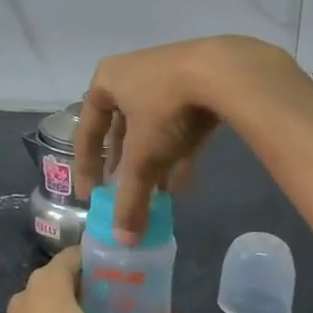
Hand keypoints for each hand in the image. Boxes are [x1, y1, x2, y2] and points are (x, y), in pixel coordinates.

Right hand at [75, 36, 301, 242]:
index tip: (89, 197)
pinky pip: (178, 123)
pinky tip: (182, 182)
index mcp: (106, 81)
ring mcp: (166, 75)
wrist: (226, 73)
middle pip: (120, 129)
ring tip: (155, 196)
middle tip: (123, 194)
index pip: (87, 131)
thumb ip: (131, 198)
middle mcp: (131, 74)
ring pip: (151, 127)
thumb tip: (124, 239)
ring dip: (151, 163)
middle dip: (124, 166)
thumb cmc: (166, 109)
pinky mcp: (197, 83)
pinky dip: (177, 152)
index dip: (86, 167)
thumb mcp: (144, 157)